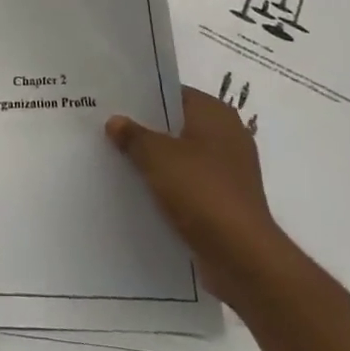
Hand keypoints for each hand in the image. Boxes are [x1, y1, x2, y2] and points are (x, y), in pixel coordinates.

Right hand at [106, 76, 291, 305]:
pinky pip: (189, 184)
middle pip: (177, 125)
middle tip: (108, 130)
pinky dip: (168, 186)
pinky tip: (139, 191)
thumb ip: (133, 135)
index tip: (113, 103)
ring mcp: (229, 171)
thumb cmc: (201, 191)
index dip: (143, 97)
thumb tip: (115, 121)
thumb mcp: (157, 156)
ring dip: (155, 161)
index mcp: (216, 114)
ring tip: (117, 160)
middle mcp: (227, 136)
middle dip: (146, 130)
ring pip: (182, 156)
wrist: (241, 257)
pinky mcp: (225, 201)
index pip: (173, 93)